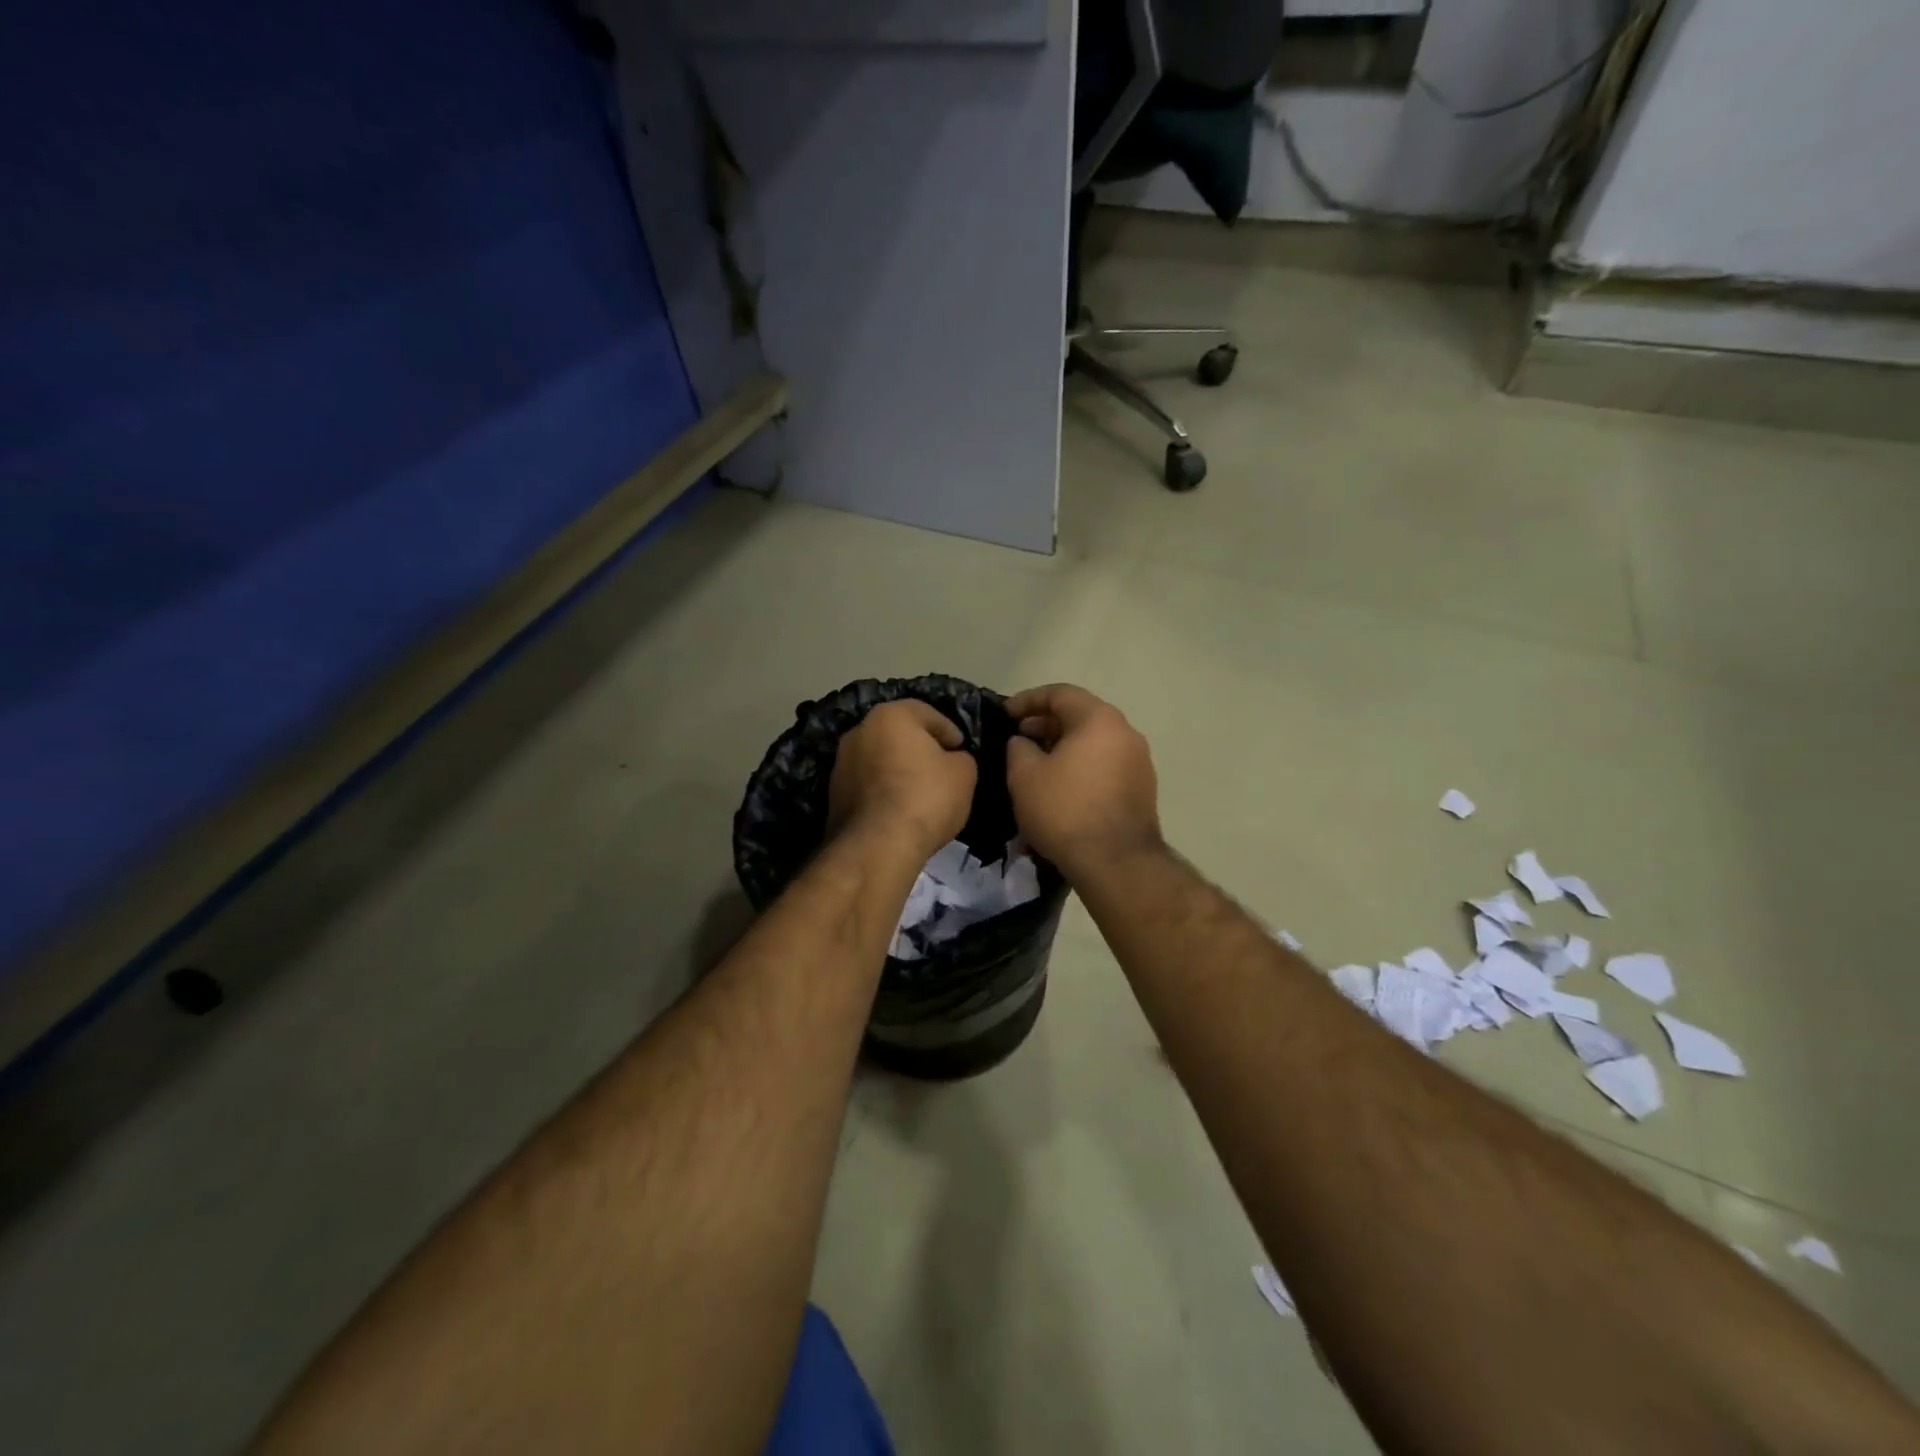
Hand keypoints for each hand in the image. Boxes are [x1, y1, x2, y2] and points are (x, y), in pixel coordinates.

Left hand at [828, 700, 977, 858]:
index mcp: (890, 715)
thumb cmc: (926, 797)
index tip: (961, 751)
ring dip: (899, 770)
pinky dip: (883, 791)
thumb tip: (951, 760)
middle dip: (920, 749)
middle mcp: (859, 731)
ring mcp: (841, 763)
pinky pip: (868, 785)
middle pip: (899, 735)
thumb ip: (961, 758)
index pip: (928, 714)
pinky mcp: (833, 794)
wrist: (878, 845)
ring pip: (880, 760)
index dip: (950, 733)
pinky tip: (900, 810)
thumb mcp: (964, 773)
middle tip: (942, 770)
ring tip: (921, 794)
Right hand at [1004, 684, 1159, 876]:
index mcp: (1099, 720)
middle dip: (1045, 724)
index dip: (1027, 700)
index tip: (1004, 714)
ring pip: (1094, 742)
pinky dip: (1080, 767)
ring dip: (1063, 747)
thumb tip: (1023, 742)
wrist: (1115, 863)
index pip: (1060, 694)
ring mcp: (1139, 762)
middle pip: (1081, 716)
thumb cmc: (1065, 810)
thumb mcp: (1024, 775)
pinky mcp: (1142, 789)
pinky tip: (1060, 788)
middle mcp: (1126, 733)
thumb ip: (1018, 748)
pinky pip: (1104, 765)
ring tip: (1036, 765)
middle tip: (1018, 739)